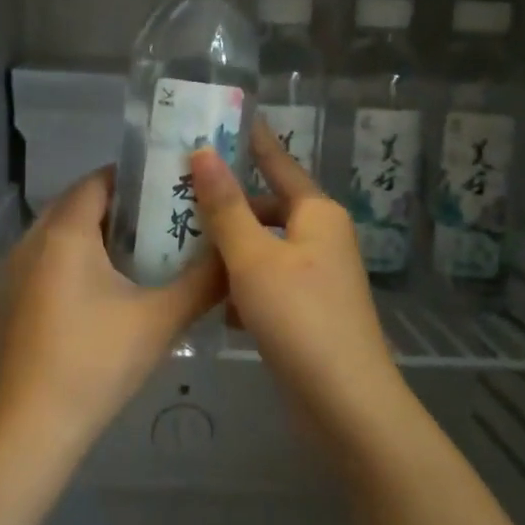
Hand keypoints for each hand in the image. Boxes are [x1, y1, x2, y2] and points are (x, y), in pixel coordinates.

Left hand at [0, 166, 225, 460]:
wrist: (35, 427)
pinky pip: (46, 261)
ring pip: (59, 235)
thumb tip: (236, 254)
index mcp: (65, 233)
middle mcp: (32, 241)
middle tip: (161, 220)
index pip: (97, 181)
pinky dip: (73, 261)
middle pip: (77, 205)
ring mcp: (14, 273)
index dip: (133, 178)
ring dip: (94, 235)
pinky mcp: (10, 301)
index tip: (168, 188)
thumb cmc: (98, 361)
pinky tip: (103, 292)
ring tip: (139, 252)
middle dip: (117, 207)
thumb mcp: (161, 319)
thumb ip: (204, 281)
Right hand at [188, 123, 403, 432]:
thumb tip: (204, 151)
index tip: (226, 119)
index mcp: (317, 214)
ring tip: (180, 244)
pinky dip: (241, 286)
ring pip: (263, 249)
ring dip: (229, 249)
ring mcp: (317, 277)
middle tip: (178, 196)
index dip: (253, 142)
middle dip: (227, 206)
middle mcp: (322, 238)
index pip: (279, 163)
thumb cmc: (300, 318)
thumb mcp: (254, 258)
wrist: (346, 404)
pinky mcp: (307, 311)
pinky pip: (267, 283)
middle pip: (267, 208)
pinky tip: (211, 299)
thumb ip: (226, 206)